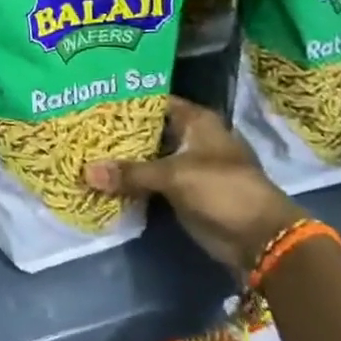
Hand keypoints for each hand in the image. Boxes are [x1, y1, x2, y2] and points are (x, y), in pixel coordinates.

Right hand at [85, 97, 302, 275]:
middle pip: (147, 130)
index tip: (91, 101)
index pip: (153, 101)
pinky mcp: (183, 192)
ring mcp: (187, 166)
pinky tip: (103, 178)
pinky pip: (151, 181)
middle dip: (118, 132)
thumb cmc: (222, 190)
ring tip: (84, 150)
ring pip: (147, 157)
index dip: (124, 101)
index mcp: (196, 120)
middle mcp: (191, 138)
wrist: (260, 238)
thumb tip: (86, 173)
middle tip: (80, 127)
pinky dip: (132, 181)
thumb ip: (131, 173)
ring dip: (123, 159)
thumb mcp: (174, 176)